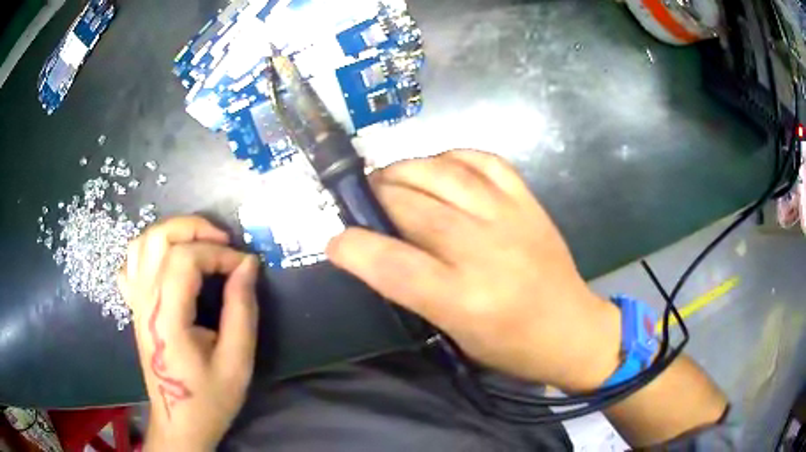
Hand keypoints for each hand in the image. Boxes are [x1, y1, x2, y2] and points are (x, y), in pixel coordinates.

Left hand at [119, 216, 259, 449]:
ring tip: (199, 244)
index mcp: (166, 318)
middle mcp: (144, 302)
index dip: (219, 253)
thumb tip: (248, 265)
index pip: (185, 259)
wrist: (179, 422)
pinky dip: (149, 251)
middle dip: (194, 228)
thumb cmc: (209, 399)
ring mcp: (135, 302)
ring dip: (172, 233)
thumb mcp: (237, 362)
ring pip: (142, 243)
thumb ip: (242, 310)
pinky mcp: (134, 307)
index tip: (245, 266)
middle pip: (158, 238)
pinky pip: (131, 264)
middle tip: (223, 241)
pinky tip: (167, 263)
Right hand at [327, 150, 621, 391]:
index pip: (392, 264)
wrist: (572, 329)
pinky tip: (439, 167)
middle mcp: (485, 252)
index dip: (353, 247)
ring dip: (405, 169)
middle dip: (374, 196)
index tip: (335, 241)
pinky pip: (484, 160)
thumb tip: (376, 251)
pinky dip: (452, 156)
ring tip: (390, 178)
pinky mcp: (529, 201)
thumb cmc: (511, 346)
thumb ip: (414, 291)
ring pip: (443, 173)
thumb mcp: (454, 335)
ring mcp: (510, 219)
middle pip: (412, 206)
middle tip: (361, 199)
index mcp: (463, 300)